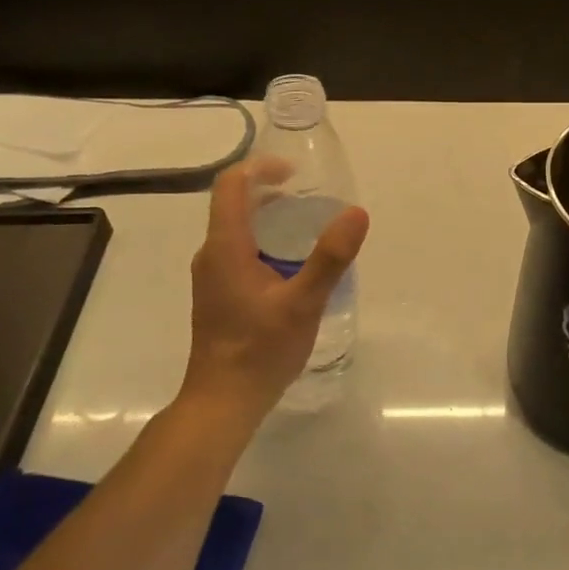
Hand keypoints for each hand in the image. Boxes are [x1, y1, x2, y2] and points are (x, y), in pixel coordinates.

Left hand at [182, 159, 370, 420]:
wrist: (223, 402)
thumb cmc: (259, 350)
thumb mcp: (303, 302)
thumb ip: (330, 257)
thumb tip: (356, 212)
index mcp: (225, 246)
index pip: (231, 185)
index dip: (261, 167)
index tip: (296, 173)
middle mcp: (212, 254)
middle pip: (235, 203)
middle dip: (273, 191)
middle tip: (314, 199)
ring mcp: (212, 275)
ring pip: (238, 228)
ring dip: (272, 217)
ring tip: (312, 227)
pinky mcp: (219, 293)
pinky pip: (240, 249)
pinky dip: (267, 240)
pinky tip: (295, 264)